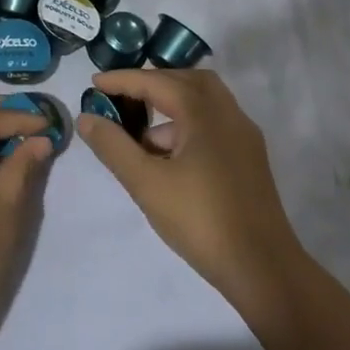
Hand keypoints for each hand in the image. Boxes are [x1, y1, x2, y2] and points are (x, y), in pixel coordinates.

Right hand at [77, 69, 304, 314]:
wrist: (263, 268)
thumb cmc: (200, 220)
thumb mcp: (146, 183)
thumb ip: (113, 146)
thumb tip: (86, 118)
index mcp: (204, 113)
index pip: (157, 82)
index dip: (123, 80)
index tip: (94, 83)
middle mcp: (228, 114)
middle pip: (187, 81)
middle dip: (152, 84)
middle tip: (122, 97)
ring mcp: (243, 137)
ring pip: (203, 103)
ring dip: (170, 107)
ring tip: (139, 136)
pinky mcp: (249, 159)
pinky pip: (213, 124)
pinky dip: (186, 127)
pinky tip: (166, 159)